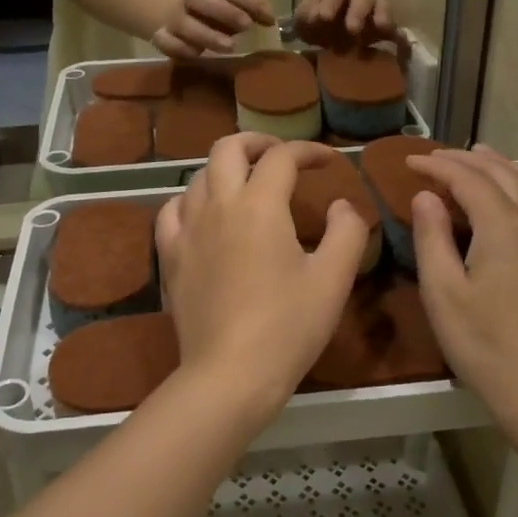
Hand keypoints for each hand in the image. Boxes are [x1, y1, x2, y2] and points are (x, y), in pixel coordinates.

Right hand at [153, 0, 273, 59]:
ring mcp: (173, 19)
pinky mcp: (162, 38)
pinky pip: (168, 43)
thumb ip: (250, 10)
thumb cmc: (208, 13)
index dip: (246, 0)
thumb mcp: (229, 7)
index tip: (266, 17)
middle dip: (224, 11)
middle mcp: (189, 0)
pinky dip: (182, 49)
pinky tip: (198, 55)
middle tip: (246, 26)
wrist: (162, 14)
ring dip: (207, 35)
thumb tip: (271, 17)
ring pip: (184, 24)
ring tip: (229, 47)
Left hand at [155, 135, 367, 427]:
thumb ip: (347, 232)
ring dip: (226, 170)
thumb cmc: (288, 326)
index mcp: (260, 205)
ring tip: (246, 185)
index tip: (328, 162)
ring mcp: (187, 230)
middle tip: (281, 157)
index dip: (308, 151)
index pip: (282, 157)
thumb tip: (343, 205)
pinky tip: (204, 215)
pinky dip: (191, 201)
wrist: (230, 374)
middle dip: (257, 142)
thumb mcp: (333, 279)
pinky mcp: (170, 257)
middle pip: (228, 148)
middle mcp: (218, 206)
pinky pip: (172, 210)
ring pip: (199, 176)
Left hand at [293, 0, 403, 52]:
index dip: (331, 1)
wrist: (328, 20)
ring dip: (382, 17)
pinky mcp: (384, 26)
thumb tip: (316, 20)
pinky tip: (401, 43)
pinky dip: (397, 33)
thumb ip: (306, 17)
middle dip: (357, 12)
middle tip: (352, 29)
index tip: (324, 18)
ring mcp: (374, 8)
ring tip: (382, 29)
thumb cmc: (314, 18)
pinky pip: (394, 26)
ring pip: (382, 6)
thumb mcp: (303, 17)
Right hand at [407, 146, 517, 416]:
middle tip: (436, 156)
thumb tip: (425, 196)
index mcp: (504, 226)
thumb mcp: (443, 291)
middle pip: (502, 173)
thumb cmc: (484, 343)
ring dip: (501, 165)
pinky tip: (515, 196)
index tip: (408, 162)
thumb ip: (432, 237)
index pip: (467, 179)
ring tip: (479, 157)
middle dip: (466, 160)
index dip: (437, 166)